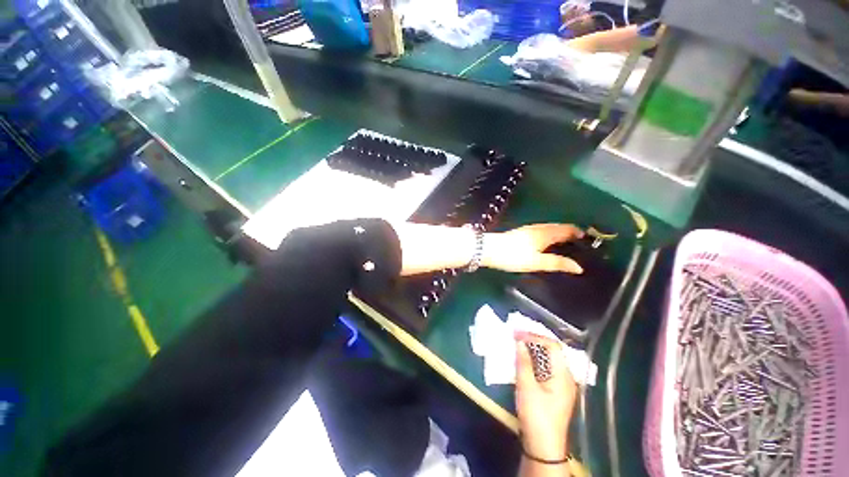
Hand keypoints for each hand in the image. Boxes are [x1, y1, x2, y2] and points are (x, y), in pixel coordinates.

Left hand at [483, 224, 583, 273]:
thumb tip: (579, 267)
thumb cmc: (514, 256)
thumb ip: (557, 263)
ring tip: (565, 242)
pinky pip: (540, 231)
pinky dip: (549, 234)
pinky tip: (545, 241)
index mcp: (545, 233)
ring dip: (558, 232)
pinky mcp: (520, 233)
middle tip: (579, 241)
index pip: (566, 229)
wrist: (489, 249)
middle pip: (557, 227)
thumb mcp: (537, 262)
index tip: (588, 238)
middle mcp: (538, 228)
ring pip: (548, 228)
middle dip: (569, 232)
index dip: (577, 232)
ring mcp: (527, 229)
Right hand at [515, 332, 577, 460]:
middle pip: (553, 351)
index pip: (552, 346)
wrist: (543, 447)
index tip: (516, 333)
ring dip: (534, 350)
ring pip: (549, 359)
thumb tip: (519, 342)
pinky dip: (535, 360)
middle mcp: (566, 377)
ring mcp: (562, 385)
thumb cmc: (536, 416)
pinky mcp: (556, 391)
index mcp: (563, 375)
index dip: (534, 336)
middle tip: (516, 336)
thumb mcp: (526, 387)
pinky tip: (524, 361)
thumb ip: (523, 362)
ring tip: (518, 345)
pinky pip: (547, 368)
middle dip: (534, 340)